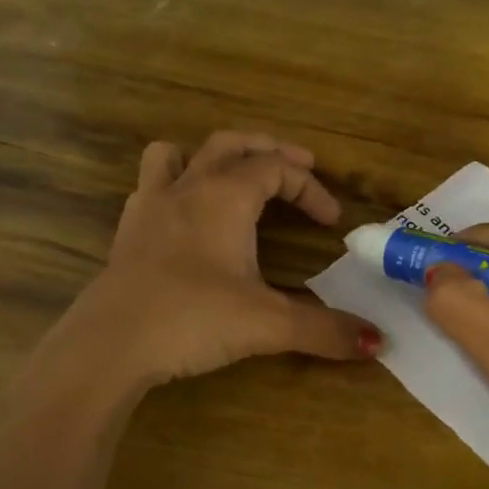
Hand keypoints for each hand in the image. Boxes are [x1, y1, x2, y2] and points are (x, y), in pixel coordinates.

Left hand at [51, 132, 381, 388]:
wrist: (110, 344)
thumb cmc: (192, 319)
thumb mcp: (268, 325)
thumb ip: (325, 330)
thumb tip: (379, 342)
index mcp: (225, 196)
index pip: (277, 169)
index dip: (311, 188)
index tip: (332, 221)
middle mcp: (188, 188)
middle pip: (231, 145)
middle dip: (269, 150)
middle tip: (298, 165)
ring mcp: (150, 206)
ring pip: (178, 153)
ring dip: (210, 155)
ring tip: (231, 174)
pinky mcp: (127, 232)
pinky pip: (150, 185)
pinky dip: (174, 185)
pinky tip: (183, 216)